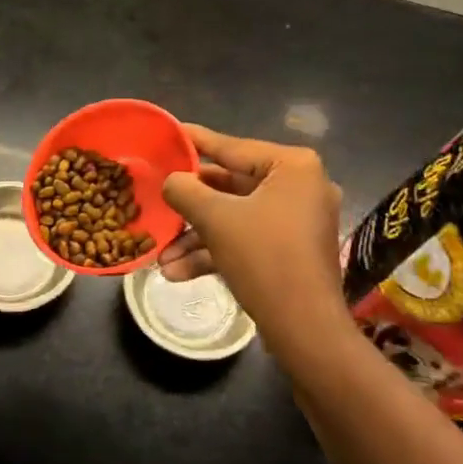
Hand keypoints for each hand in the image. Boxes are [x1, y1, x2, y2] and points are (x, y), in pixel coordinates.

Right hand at [159, 125, 347, 340]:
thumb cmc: (264, 258)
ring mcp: (297, 220)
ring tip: (161, 255)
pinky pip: (246, 239)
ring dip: (197, 236)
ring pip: (235, 217)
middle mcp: (300, 186)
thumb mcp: (216, 219)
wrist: (305, 330)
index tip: (168, 133)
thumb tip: (171, 180)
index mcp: (292, 166)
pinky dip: (216, 252)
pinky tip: (177, 272)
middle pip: (231, 185)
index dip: (195, 142)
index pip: (232, 147)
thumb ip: (186, 190)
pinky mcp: (290, 250)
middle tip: (156, 197)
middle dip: (190, 205)